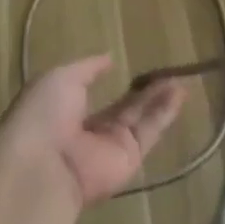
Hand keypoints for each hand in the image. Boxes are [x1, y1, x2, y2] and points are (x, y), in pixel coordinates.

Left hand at [3, 56, 186, 206]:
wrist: (45, 165)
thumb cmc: (44, 113)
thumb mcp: (61, 77)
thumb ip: (88, 68)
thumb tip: (108, 58)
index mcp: (65, 111)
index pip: (91, 94)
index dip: (107, 80)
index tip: (124, 64)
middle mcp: (89, 131)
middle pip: (122, 108)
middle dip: (142, 91)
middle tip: (165, 71)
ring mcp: (110, 147)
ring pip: (140, 118)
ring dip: (159, 99)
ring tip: (179, 79)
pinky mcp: (130, 159)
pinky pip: (149, 132)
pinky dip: (165, 113)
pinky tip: (179, 93)